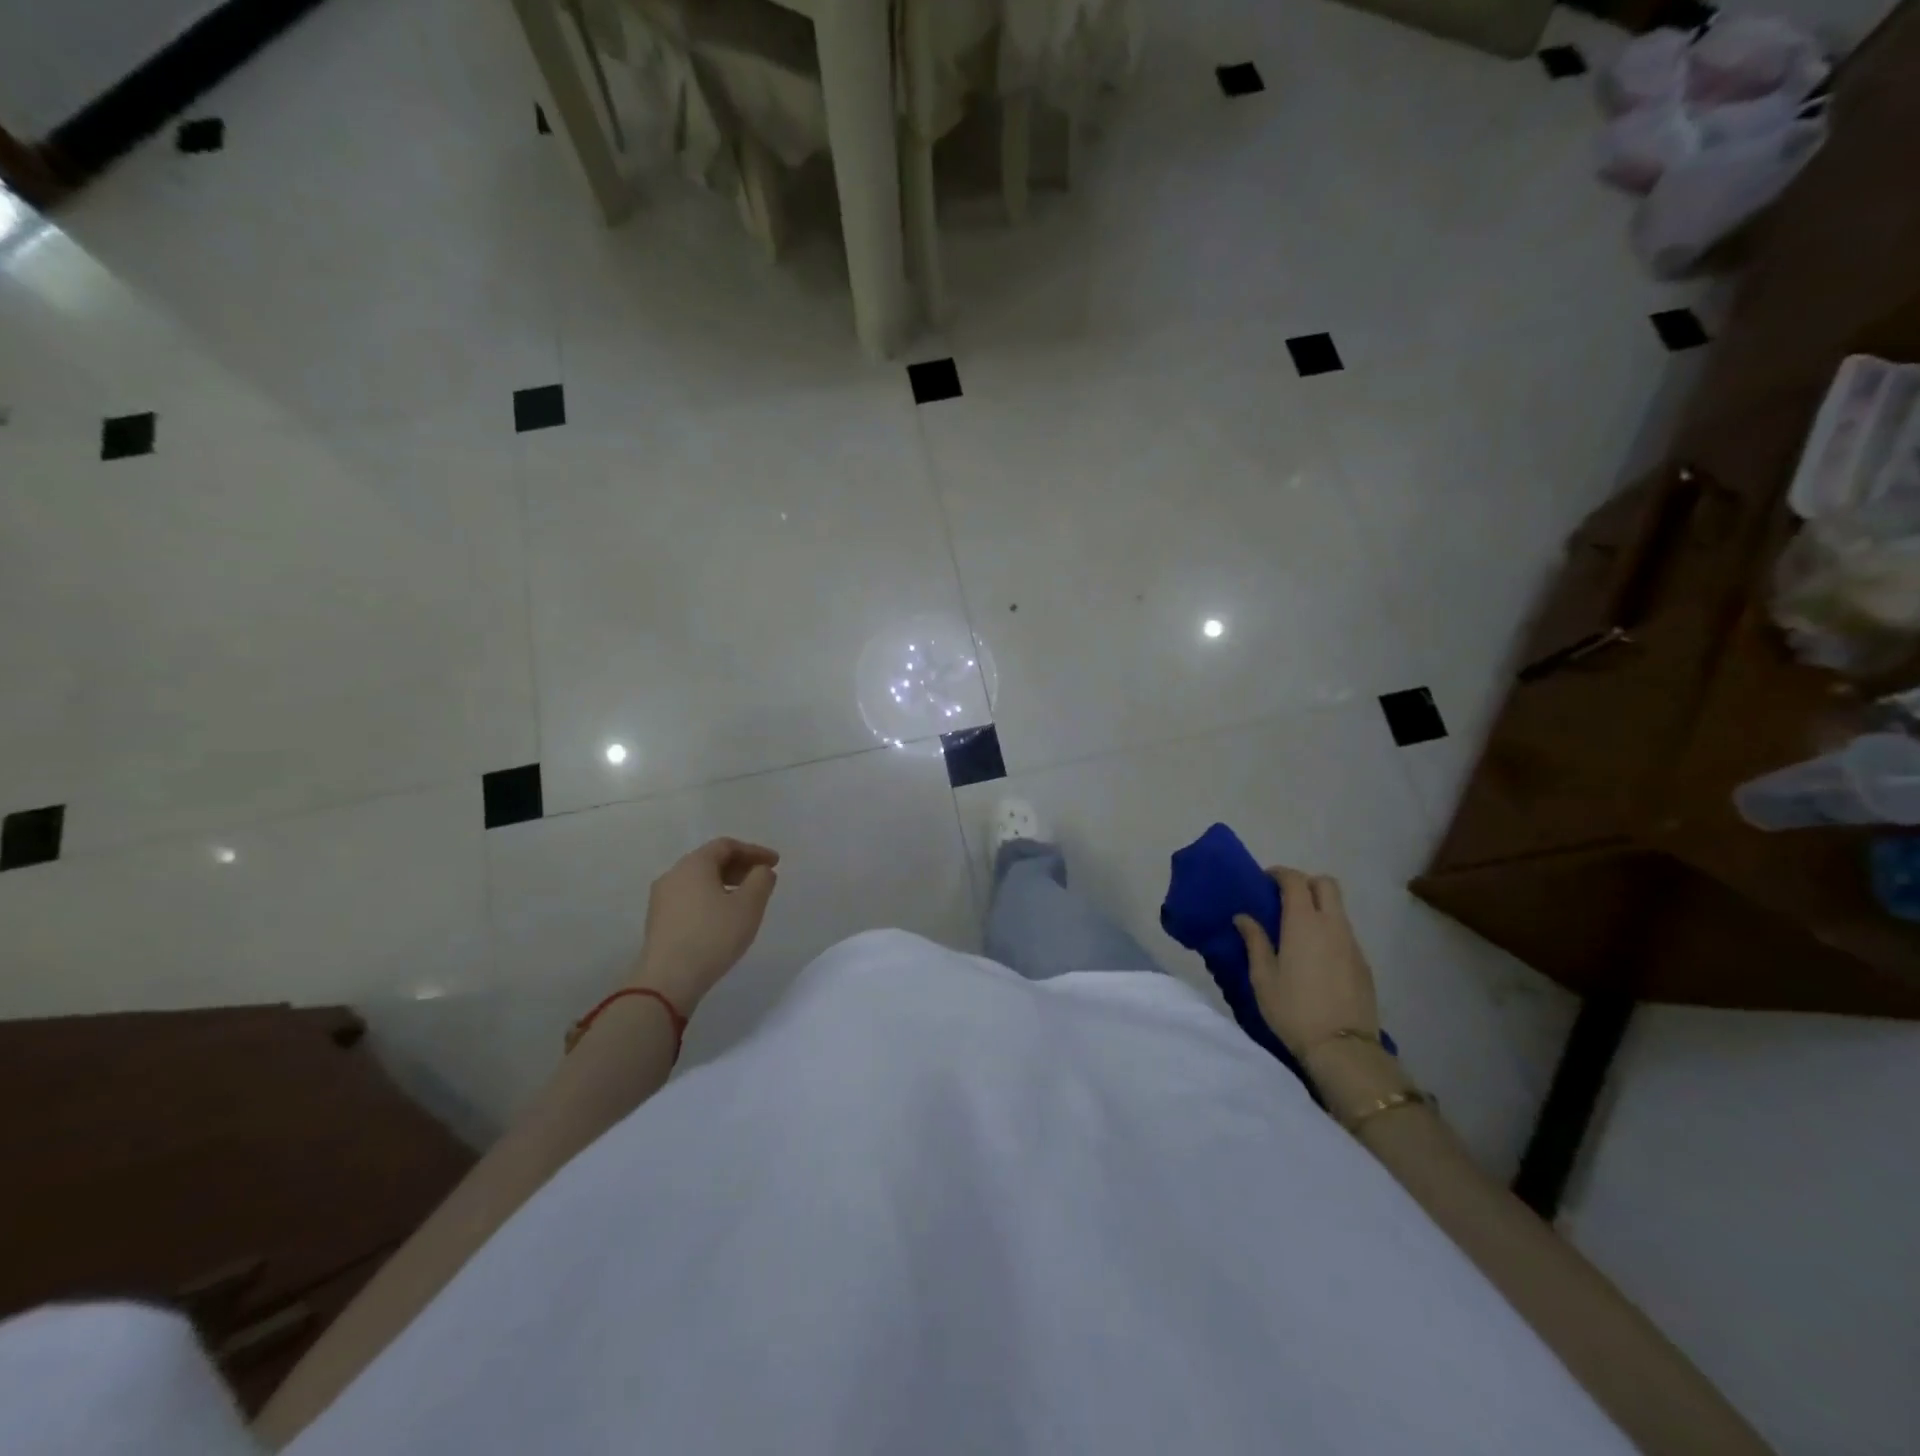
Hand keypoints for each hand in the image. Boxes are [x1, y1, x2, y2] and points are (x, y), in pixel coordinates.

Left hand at [631, 838, 779, 1011]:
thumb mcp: (749, 906)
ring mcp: (661, 898)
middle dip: (740, 866)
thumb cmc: (713, 936)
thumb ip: (761, 880)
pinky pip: (689, 897)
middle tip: (762, 878)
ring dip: (725, 883)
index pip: (727, 845)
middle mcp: (673, 874)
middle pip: (710, 860)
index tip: (775, 862)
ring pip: (698, 880)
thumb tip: (761, 870)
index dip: (754, 851)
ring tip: (745, 899)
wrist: (667, 980)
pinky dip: (710, 898)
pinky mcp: (658, 920)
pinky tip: (722, 917)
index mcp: (694, 864)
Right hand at [1234, 867, 1378, 1056]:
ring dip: (1318, 907)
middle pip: (1326, 884)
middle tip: (1284, 899)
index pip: (1296, 880)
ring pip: (1338, 909)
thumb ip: (1254, 941)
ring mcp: (1352, 943)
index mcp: (1304, 923)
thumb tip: (1243, 917)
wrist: (1343, 1048)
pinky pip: (1345, 933)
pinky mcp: (1363, 963)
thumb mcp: (1263, 977)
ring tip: (1297, 931)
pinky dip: (1329, 931)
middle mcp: (1332, 925)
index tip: (1265, 881)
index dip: (1280, 874)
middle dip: (1305, 883)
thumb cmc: (1293, 1009)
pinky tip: (1315, 956)